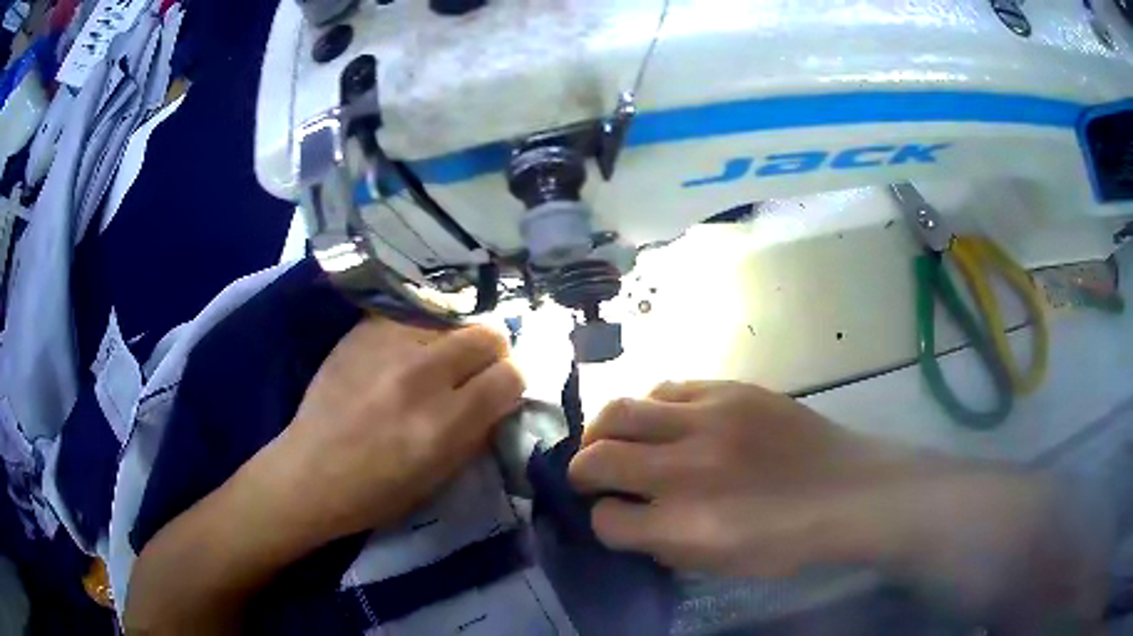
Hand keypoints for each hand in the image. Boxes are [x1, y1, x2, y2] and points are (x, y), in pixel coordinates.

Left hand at [262, 320, 523, 546]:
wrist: (310, 472)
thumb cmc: (377, 492)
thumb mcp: (441, 476)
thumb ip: (477, 431)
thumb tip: (499, 397)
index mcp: (445, 422)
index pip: (510, 375)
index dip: (511, 384)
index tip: (499, 392)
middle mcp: (421, 375)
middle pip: (487, 334)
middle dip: (492, 353)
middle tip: (474, 371)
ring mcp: (387, 347)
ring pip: (450, 319)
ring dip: (452, 342)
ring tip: (434, 363)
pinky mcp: (361, 332)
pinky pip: (410, 319)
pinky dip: (417, 335)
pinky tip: (400, 358)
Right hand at [569, 381, 1106, 629]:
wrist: (855, 492)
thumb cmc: (792, 542)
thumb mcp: (722, 565)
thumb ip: (665, 543)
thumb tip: (629, 518)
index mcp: (686, 524)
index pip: (607, 520)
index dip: (604, 523)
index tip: (612, 520)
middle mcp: (687, 468)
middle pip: (597, 457)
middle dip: (582, 471)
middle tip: (593, 476)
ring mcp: (710, 419)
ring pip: (620, 410)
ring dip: (607, 430)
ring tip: (617, 440)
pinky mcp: (733, 389)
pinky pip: (668, 387)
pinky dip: (653, 406)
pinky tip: (666, 419)